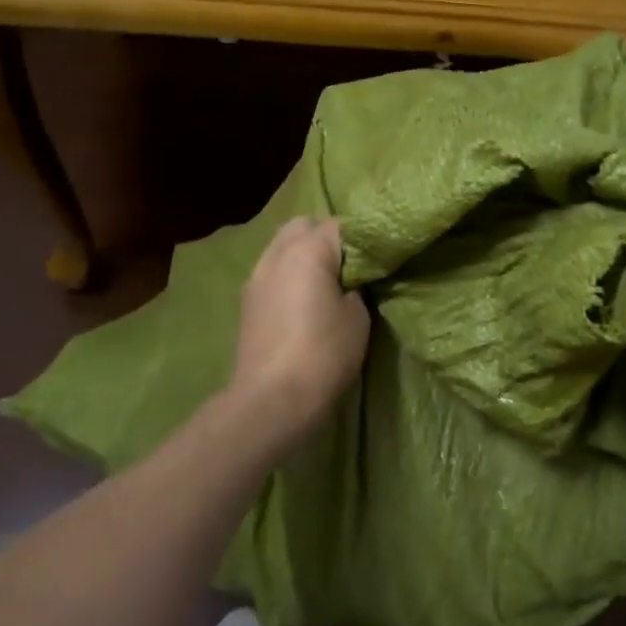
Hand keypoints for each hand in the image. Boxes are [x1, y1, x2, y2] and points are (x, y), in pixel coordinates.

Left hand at [231, 216, 370, 441]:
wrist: (271, 400)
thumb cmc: (323, 354)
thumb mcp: (358, 317)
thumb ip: (358, 286)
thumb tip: (352, 280)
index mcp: (308, 250)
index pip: (342, 225)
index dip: (363, 239)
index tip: (378, 257)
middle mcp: (278, 253)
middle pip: (305, 226)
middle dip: (327, 238)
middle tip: (350, 267)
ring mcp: (257, 276)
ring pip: (283, 246)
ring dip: (304, 255)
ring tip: (325, 283)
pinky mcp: (247, 301)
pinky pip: (272, 271)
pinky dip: (288, 275)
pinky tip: (303, 301)